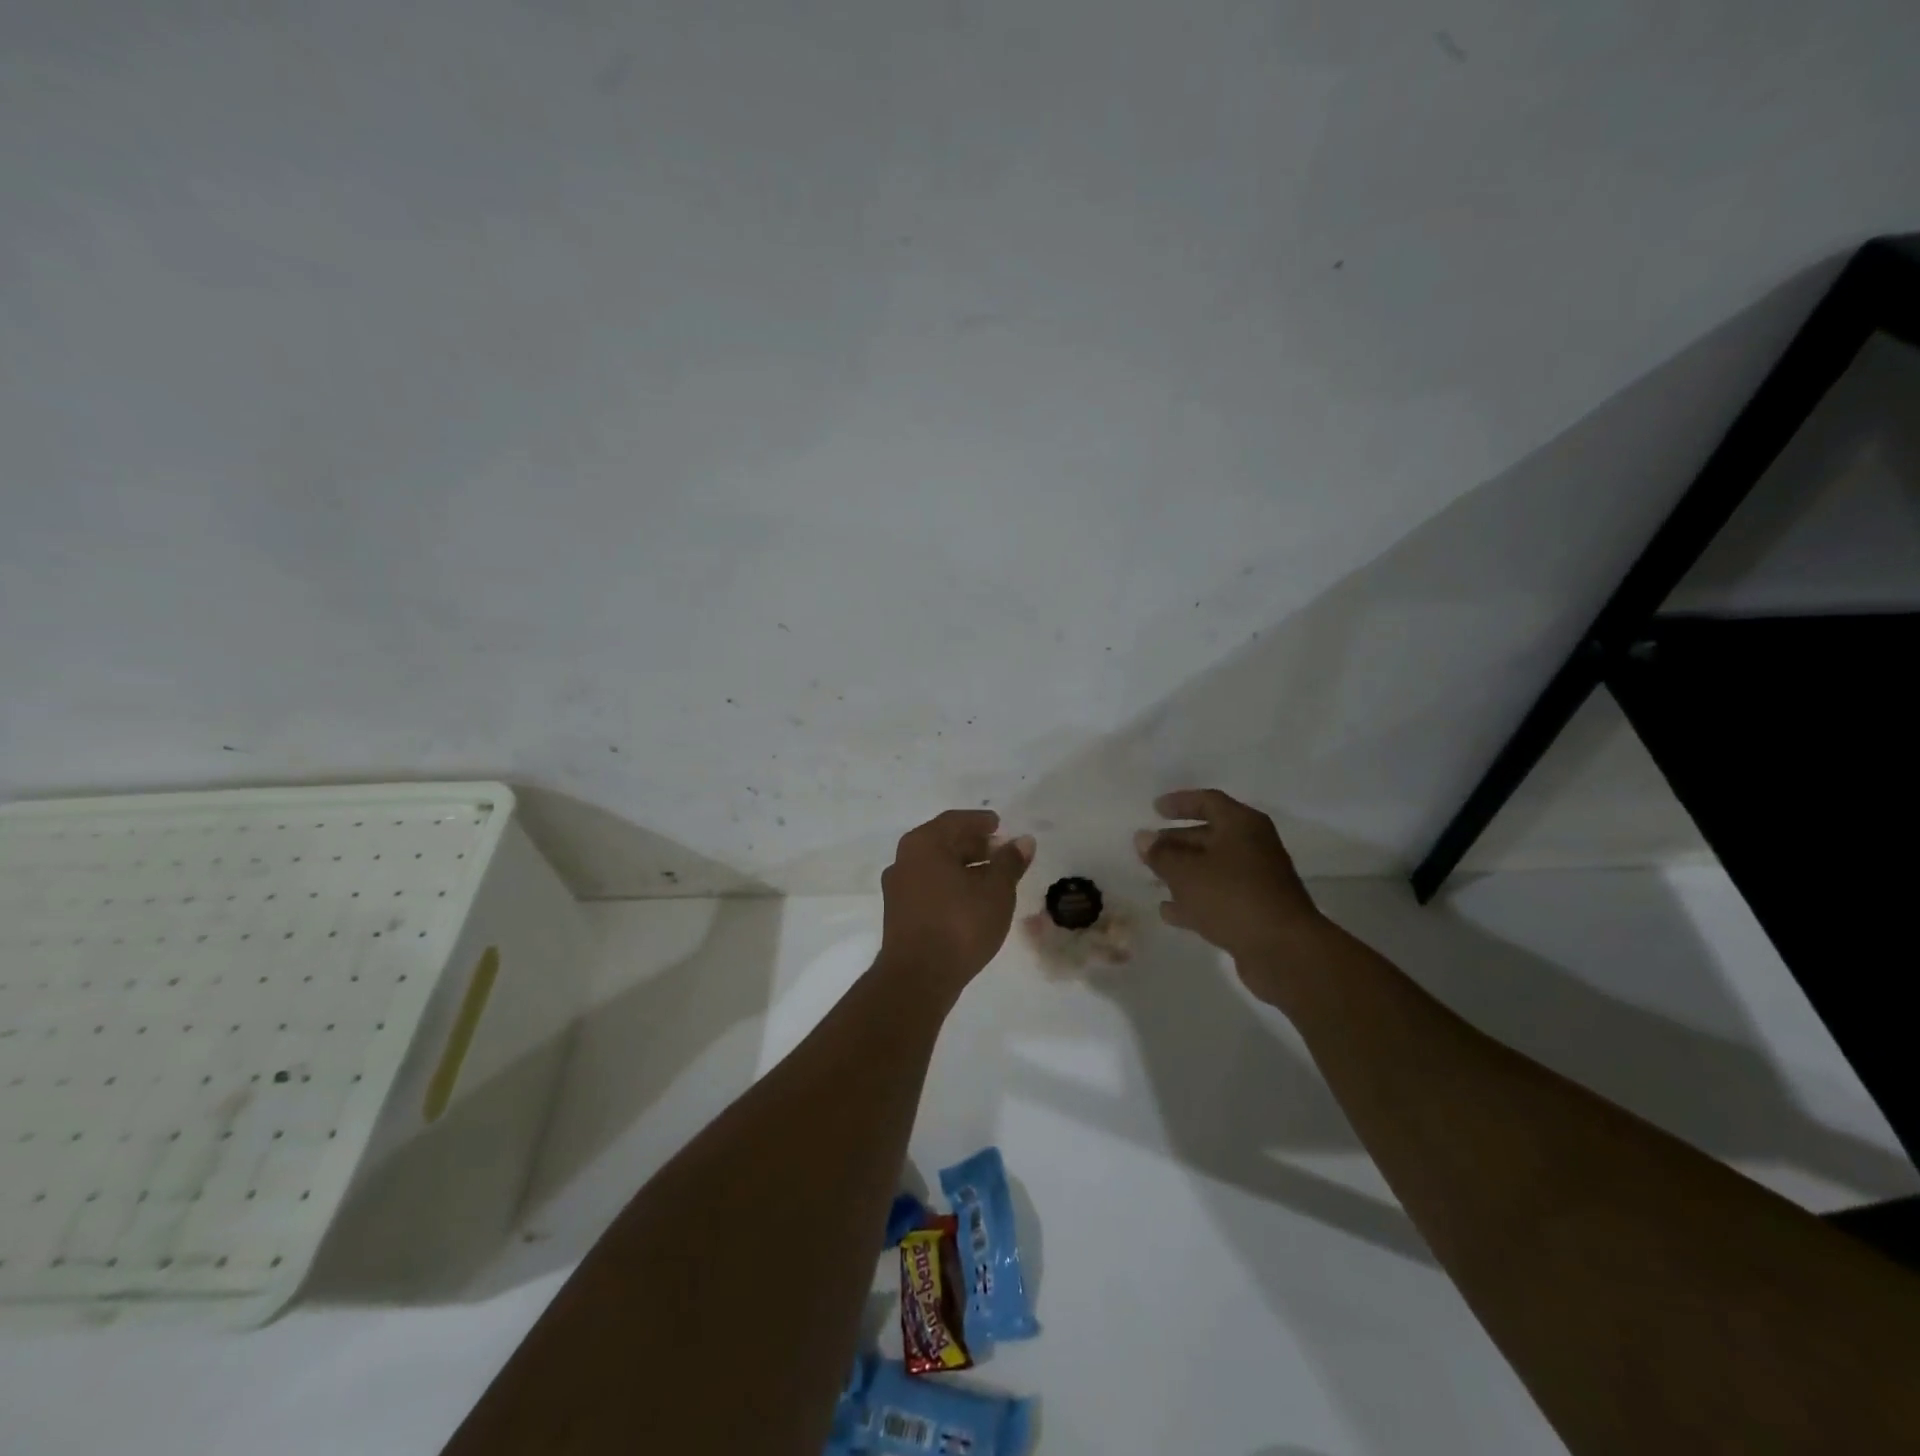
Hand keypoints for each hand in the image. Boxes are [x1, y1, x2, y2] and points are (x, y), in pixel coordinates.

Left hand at [879, 810, 1034, 991]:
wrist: (917, 977)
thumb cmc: (960, 924)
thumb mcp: (996, 891)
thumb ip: (1010, 862)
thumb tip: (1023, 841)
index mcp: (924, 843)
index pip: (955, 821)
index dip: (980, 821)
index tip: (999, 825)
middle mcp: (904, 859)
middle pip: (943, 841)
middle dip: (973, 844)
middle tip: (1000, 851)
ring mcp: (898, 887)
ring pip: (935, 866)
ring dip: (963, 866)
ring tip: (991, 878)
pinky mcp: (898, 913)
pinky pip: (929, 886)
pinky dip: (951, 884)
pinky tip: (971, 900)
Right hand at [1136, 789, 1326, 998]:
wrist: (1283, 950)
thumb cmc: (1231, 896)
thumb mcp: (1186, 872)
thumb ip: (1161, 854)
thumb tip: (1143, 838)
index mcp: (1242, 826)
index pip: (1208, 801)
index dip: (1180, 803)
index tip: (1154, 809)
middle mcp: (1253, 847)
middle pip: (1209, 836)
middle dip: (1177, 841)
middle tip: (1147, 848)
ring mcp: (1257, 881)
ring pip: (1212, 869)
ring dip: (1183, 872)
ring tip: (1152, 879)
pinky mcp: (1255, 911)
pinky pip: (1219, 897)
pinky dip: (1195, 900)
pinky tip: (1168, 911)